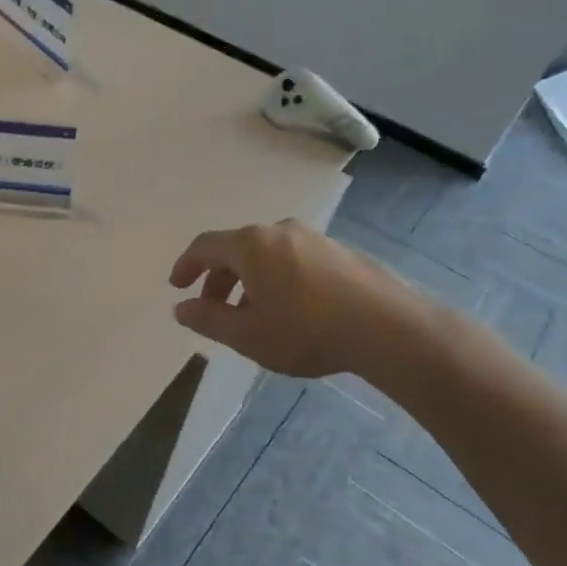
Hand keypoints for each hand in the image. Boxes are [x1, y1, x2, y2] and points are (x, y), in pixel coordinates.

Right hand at [168, 220, 439, 380]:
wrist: (389, 329)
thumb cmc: (307, 330)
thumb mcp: (247, 334)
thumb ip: (208, 319)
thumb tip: (181, 308)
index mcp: (251, 245)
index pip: (205, 246)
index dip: (186, 265)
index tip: (177, 287)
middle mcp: (280, 231)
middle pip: (236, 248)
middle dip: (218, 278)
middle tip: (213, 308)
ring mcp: (314, 238)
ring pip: (267, 254)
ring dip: (248, 280)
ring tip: (251, 313)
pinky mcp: (340, 252)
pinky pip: (293, 259)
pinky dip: (276, 278)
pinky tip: (289, 309)